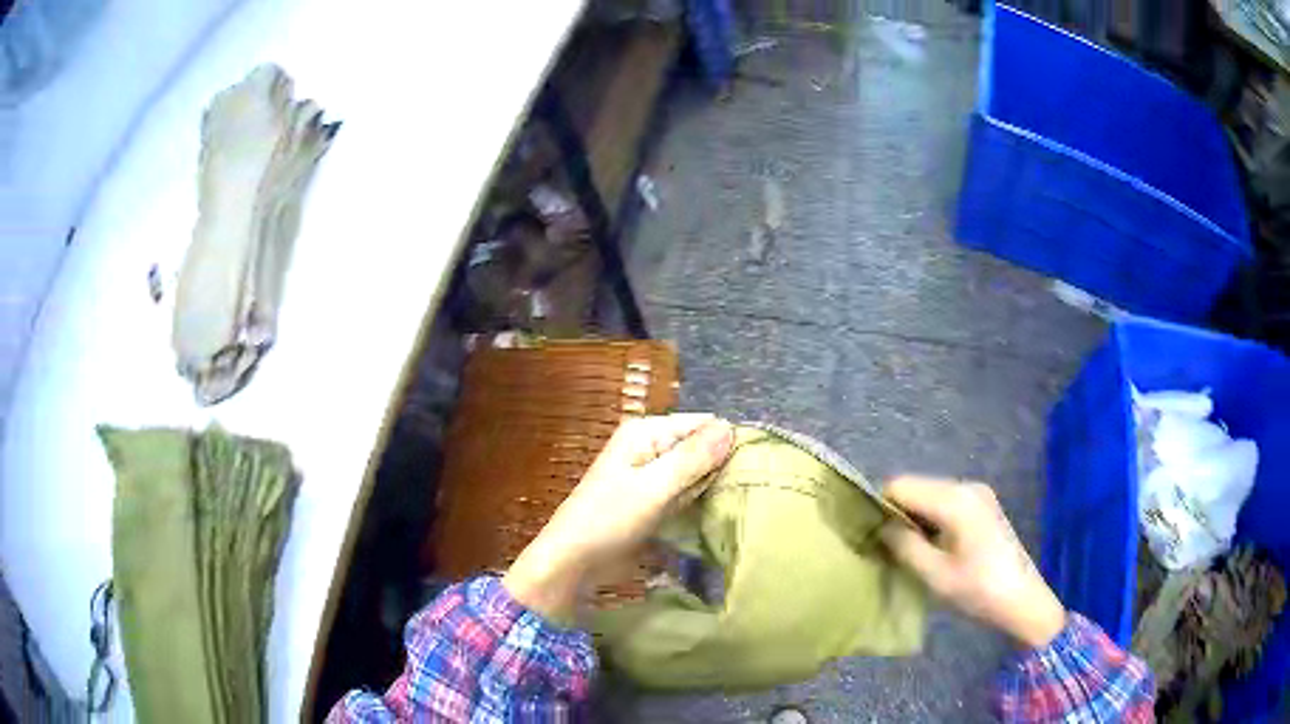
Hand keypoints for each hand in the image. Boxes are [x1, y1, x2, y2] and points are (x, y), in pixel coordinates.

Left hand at [503, 414, 734, 620]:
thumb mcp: (654, 488)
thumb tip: (731, 427)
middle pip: (701, 448)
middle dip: (720, 468)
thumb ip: (693, 459)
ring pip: (696, 474)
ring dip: (711, 489)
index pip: (703, 425)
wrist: (572, 563)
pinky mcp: (652, 502)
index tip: (754, 469)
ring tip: (738, 505)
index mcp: (646, 432)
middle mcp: (650, 447)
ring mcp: (651, 476)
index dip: (728, 443)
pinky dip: (697, 504)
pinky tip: (716, 517)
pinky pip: (685, 495)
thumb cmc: (609, 521)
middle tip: (746, 492)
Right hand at [879, 476, 1066, 648]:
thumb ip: (904, 546)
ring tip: (908, 551)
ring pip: (929, 494)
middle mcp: (966, 486)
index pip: (901, 486)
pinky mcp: (982, 505)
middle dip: (897, 512)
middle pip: (916, 486)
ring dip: (914, 518)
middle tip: (887, 547)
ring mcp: (977, 494)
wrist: (1023, 600)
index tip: (870, 535)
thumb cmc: (978, 590)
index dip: (880, 506)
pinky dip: (931, 519)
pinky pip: (945, 502)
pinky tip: (931, 546)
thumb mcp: (935, 575)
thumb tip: (880, 526)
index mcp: (955, 500)